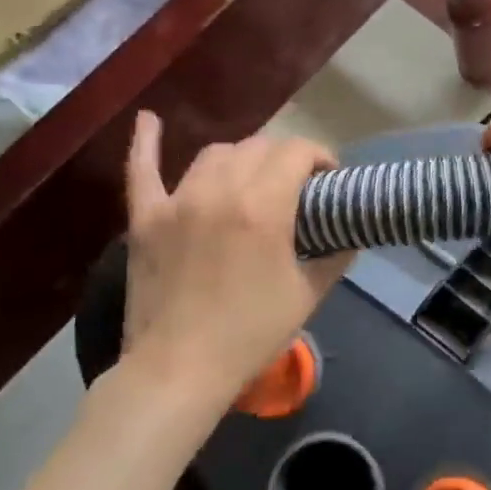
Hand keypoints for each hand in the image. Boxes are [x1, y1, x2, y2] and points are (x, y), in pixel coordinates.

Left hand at [120, 112, 351, 407]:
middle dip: (285, 159)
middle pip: (258, 148)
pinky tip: (150, 120)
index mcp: (263, 208)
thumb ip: (335, 256)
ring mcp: (177, 202)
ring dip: (242, 159)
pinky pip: (142, 171)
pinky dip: (146, 143)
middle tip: (297, 187)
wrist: (180, 370)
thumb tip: (348, 236)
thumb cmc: (251, 333)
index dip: (320, 156)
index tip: (329, 178)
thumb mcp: (309, 294)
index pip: (297, 153)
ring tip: (253, 180)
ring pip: (215, 155)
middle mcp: (219, 192)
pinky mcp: (145, 219)